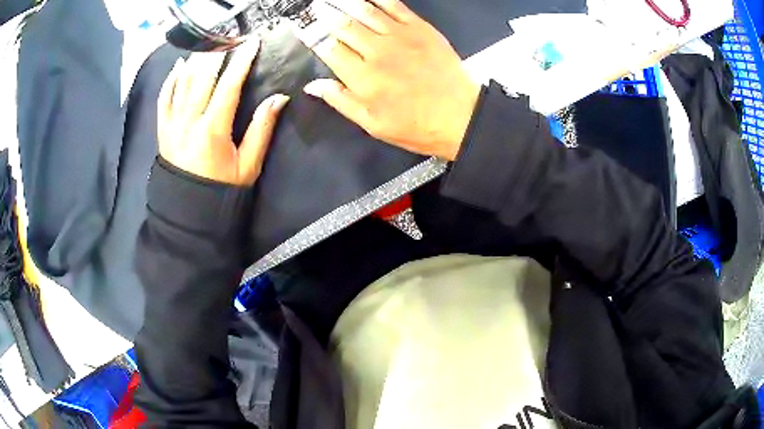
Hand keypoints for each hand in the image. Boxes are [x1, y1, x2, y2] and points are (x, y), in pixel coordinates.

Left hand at [158, 40, 289, 185]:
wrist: (188, 212)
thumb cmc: (220, 190)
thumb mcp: (248, 166)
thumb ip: (262, 130)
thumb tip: (279, 99)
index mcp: (213, 130)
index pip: (229, 86)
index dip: (242, 62)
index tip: (252, 43)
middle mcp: (189, 121)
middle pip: (203, 77)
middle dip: (218, 53)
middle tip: (230, 37)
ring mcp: (172, 124)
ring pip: (183, 83)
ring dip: (197, 60)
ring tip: (209, 44)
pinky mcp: (162, 130)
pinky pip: (163, 98)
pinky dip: (171, 79)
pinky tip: (179, 65)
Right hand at [303, 0, 480, 160]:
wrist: (461, 117)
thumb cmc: (416, 126)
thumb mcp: (372, 124)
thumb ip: (341, 101)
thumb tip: (313, 86)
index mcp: (362, 77)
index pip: (328, 49)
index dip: (312, 36)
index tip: (302, 27)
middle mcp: (376, 52)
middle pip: (342, 26)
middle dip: (324, 14)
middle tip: (314, 7)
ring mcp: (399, 36)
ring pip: (364, 11)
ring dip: (344, 2)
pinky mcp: (420, 29)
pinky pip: (394, 5)